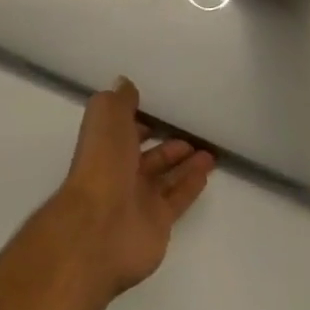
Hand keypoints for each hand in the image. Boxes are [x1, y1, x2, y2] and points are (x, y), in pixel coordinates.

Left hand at [51, 78, 213, 295]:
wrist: (101, 225)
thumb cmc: (103, 163)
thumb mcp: (107, 116)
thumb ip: (119, 100)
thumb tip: (125, 84)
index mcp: (106, 144)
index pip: (125, 128)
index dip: (140, 118)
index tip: (161, 107)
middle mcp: (121, 170)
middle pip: (148, 154)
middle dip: (168, 143)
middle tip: (193, 131)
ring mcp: (140, 198)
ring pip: (167, 176)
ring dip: (186, 162)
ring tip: (209, 150)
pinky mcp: (159, 221)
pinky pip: (179, 197)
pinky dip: (192, 184)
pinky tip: (207, 171)